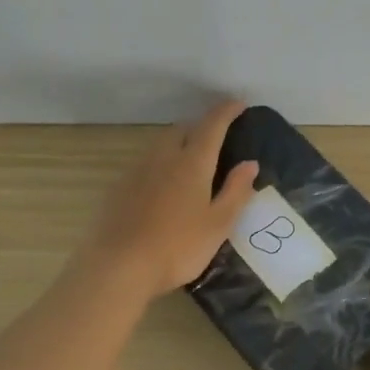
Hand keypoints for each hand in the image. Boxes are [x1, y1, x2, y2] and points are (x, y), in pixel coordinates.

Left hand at [77, 100, 258, 301]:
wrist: (119, 266)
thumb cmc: (178, 247)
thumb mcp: (217, 224)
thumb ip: (236, 192)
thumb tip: (250, 164)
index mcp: (192, 163)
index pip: (212, 125)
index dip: (226, 111)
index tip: (239, 104)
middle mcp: (163, 158)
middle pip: (183, 129)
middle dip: (201, 126)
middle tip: (217, 139)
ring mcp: (137, 171)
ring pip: (161, 145)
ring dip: (179, 144)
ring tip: (192, 162)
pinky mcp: (119, 188)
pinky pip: (146, 164)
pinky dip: (161, 164)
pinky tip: (164, 187)